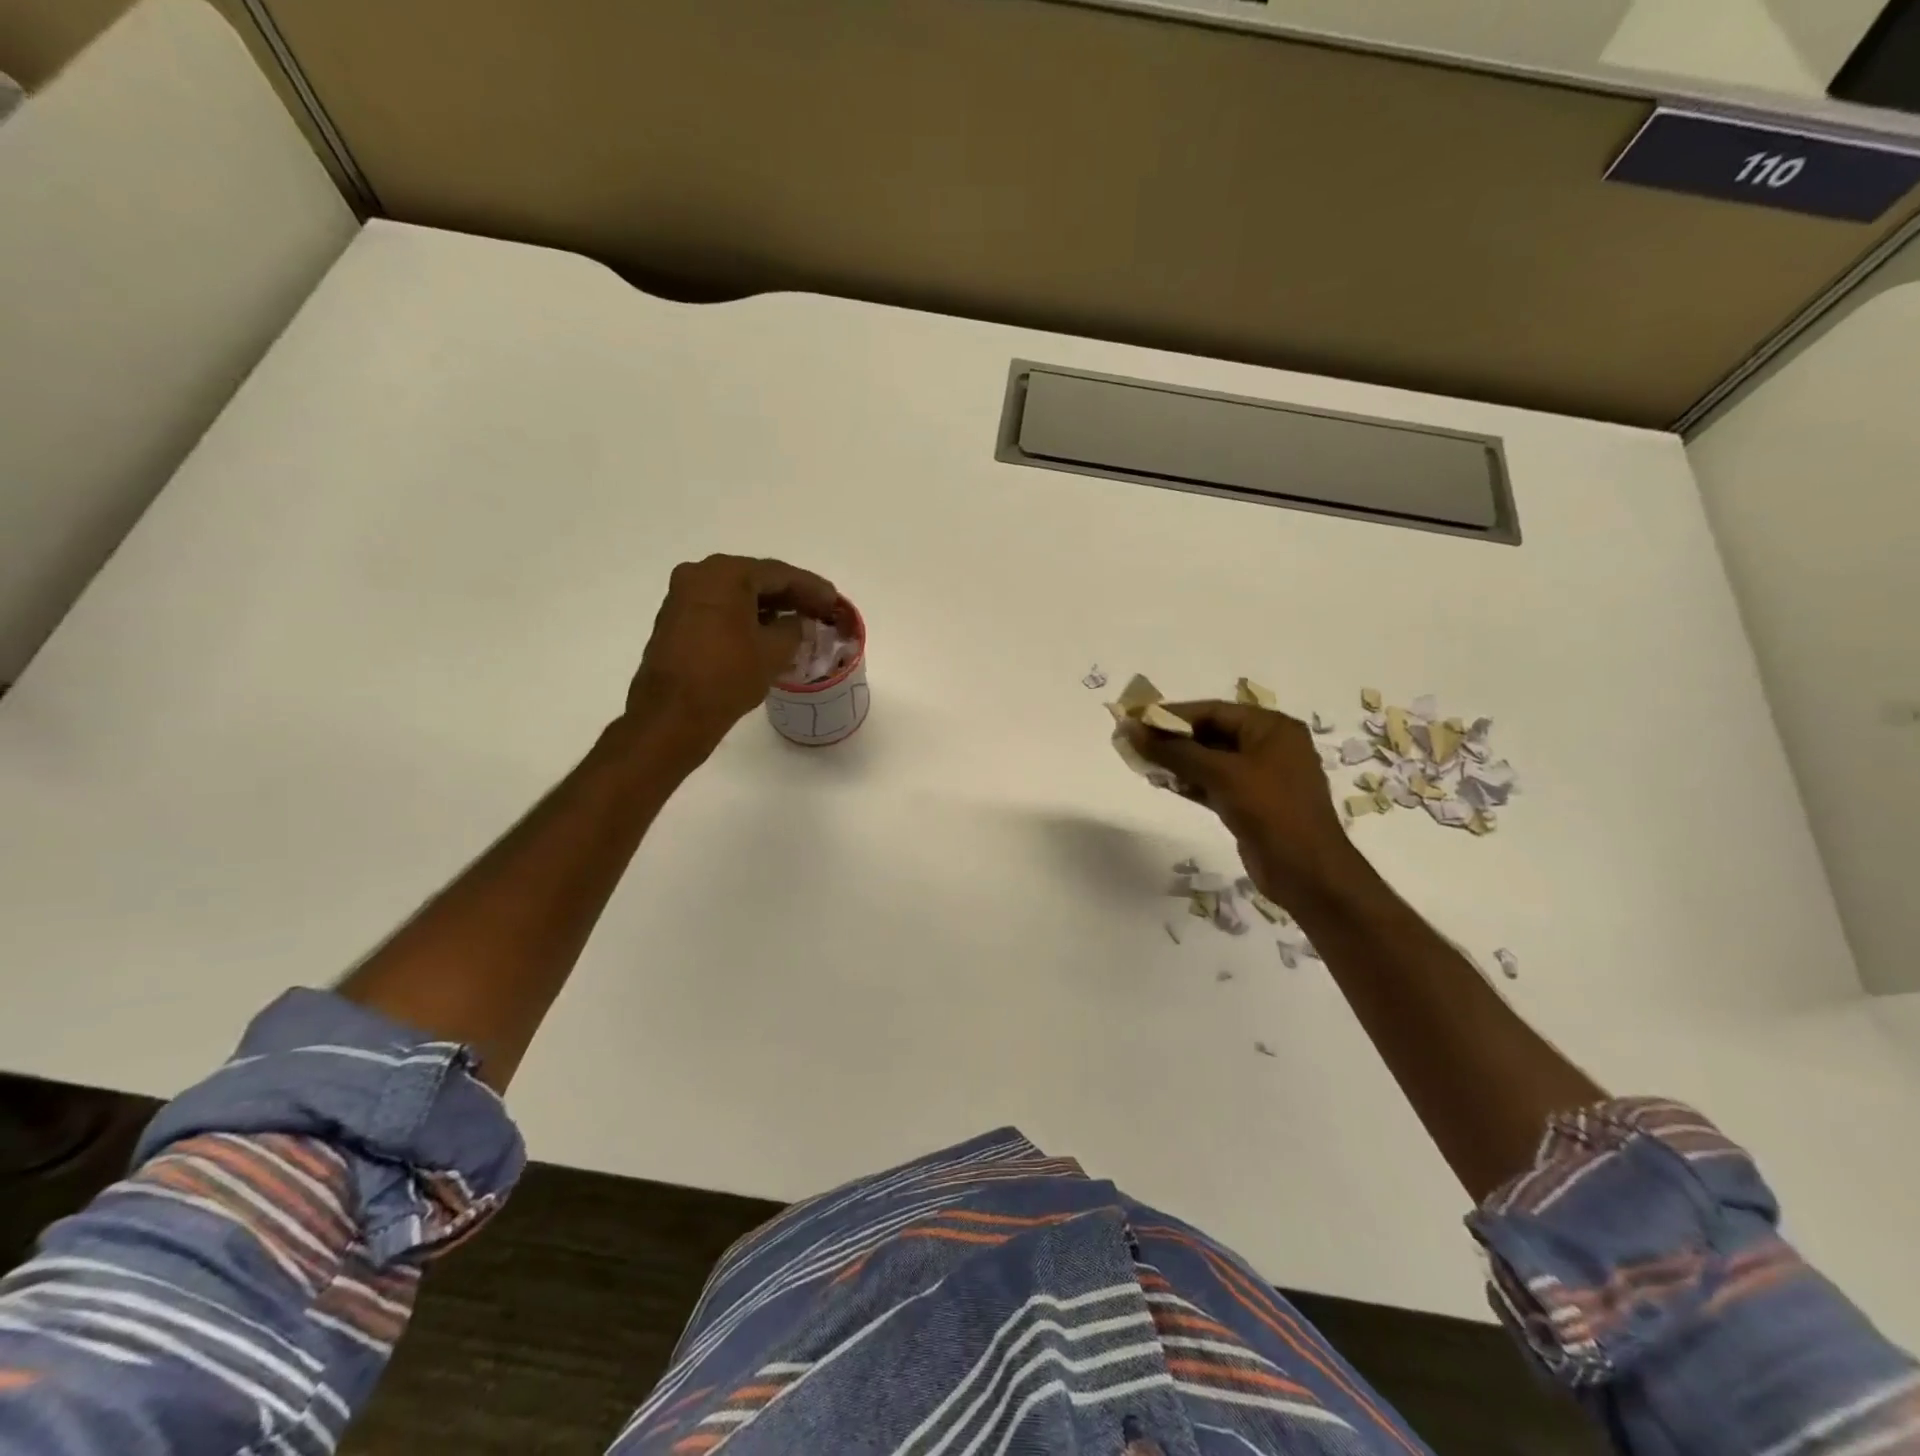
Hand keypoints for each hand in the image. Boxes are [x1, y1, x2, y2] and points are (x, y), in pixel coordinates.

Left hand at [625, 554, 839, 760]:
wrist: (673, 714)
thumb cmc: (727, 676)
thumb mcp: (774, 652)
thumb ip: (794, 628)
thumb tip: (797, 622)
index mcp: (725, 574)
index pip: (779, 574)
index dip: (812, 588)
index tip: (834, 601)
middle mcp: (699, 575)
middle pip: (756, 579)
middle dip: (790, 595)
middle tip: (819, 609)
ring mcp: (682, 597)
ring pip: (736, 594)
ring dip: (768, 607)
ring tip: (798, 621)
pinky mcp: (675, 620)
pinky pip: (720, 609)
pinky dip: (745, 616)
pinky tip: (767, 632)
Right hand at [1121, 702, 1365, 904]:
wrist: (1307, 872)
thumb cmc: (1271, 811)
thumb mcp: (1221, 774)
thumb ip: (1174, 751)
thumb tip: (1130, 728)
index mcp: (1271, 727)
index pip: (1213, 711)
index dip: (1172, 714)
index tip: (1135, 718)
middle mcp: (1268, 746)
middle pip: (1210, 733)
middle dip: (1172, 738)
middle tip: (1133, 741)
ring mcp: (1260, 776)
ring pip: (1209, 760)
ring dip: (1176, 761)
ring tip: (1140, 761)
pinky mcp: (1250, 803)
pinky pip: (1213, 783)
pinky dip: (1189, 781)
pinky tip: (1161, 783)